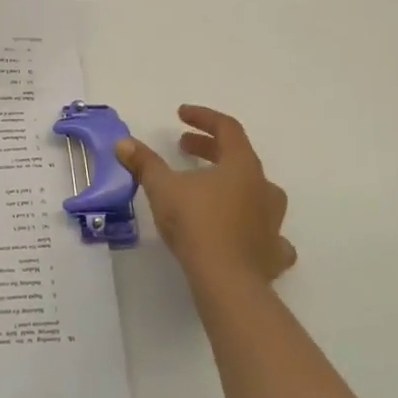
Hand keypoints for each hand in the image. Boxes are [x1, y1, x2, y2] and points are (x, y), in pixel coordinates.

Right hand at [116, 104, 295, 287]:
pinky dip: (253, 229)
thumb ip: (145, 163)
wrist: (227, 282)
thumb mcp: (162, 187)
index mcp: (242, 165)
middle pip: (239, 157)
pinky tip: (240, 236)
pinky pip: (268, 233)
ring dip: (233, 185)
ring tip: (209, 189)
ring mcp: (274, 222)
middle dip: (209, 148)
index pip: (227, 128)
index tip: (180, 115)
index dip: (203, 117)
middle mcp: (264, 188)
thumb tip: (124, 142)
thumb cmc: (196, 223)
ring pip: (257, 193)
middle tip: (183, 147)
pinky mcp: (274, 253)